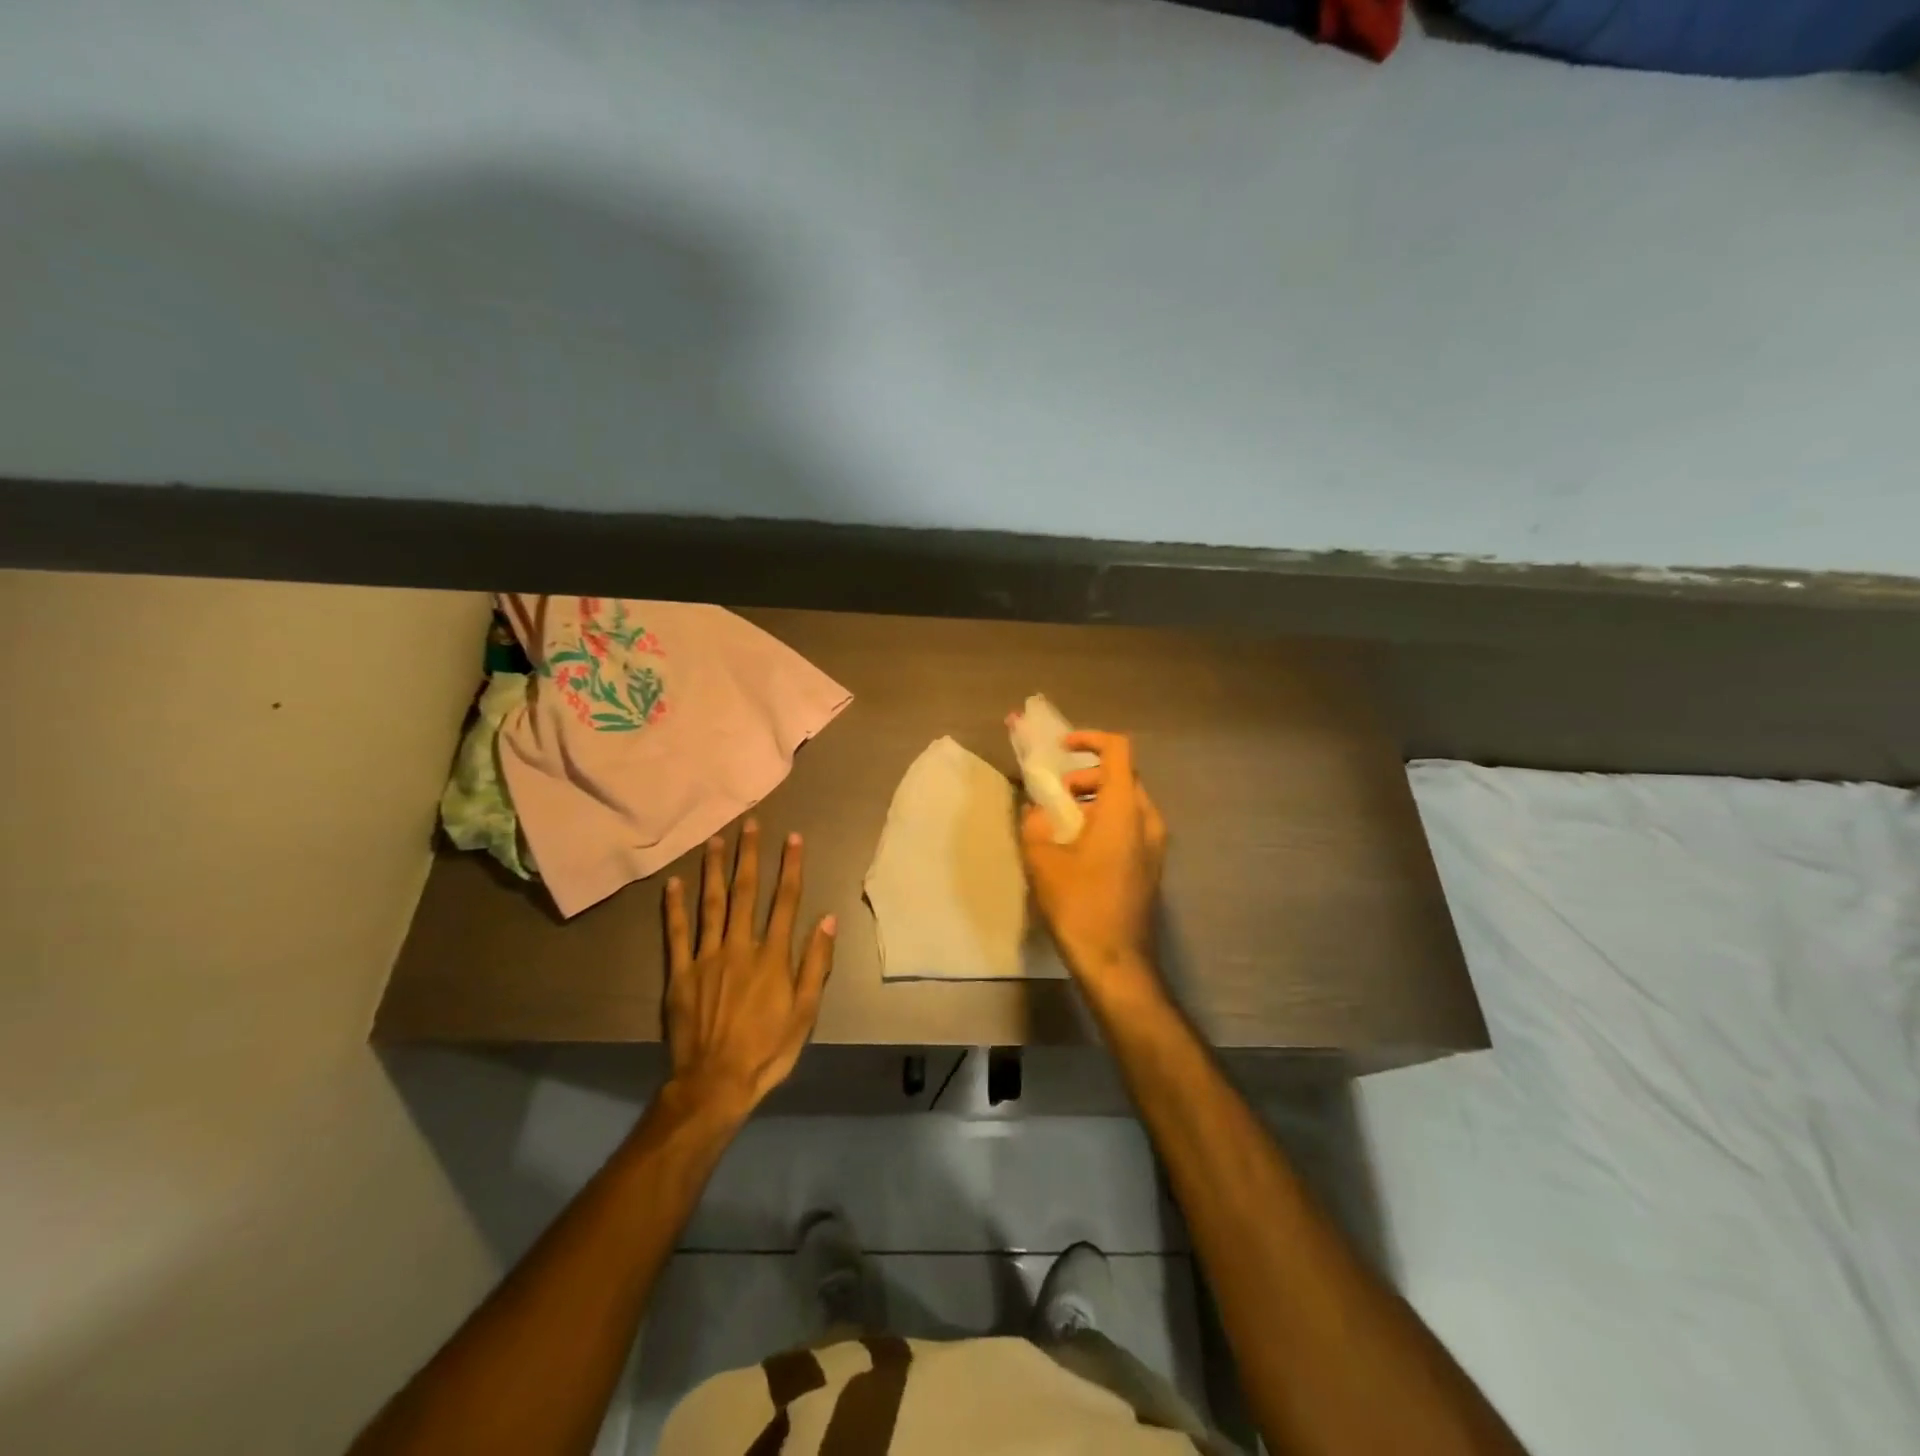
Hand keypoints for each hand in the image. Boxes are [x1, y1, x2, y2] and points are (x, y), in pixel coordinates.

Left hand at [663, 820, 836, 1115]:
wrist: (715, 1083)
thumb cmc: (767, 1049)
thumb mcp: (805, 1012)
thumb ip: (816, 963)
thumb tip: (829, 920)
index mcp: (773, 956)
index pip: (785, 901)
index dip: (790, 867)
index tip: (793, 838)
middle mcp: (740, 947)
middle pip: (745, 893)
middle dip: (749, 856)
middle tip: (749, 824)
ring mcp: (707, 958)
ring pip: (711, 904)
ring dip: (714, 870)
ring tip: (715, 840)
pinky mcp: (680, 973)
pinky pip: (677, 934)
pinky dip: (675, 907)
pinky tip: (674, 882)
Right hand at [1019, 730, 1167, 984]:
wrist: (1117, 962)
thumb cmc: (1080, 906)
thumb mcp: (1042, 861)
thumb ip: (1035, 825)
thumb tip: (1036, 812)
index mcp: (1124, 810)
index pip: (1118, 750)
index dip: (1090, 739)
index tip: (1062, 749)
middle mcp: (1148, 820)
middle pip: (1122, 776)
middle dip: (1086, 776)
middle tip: (1056, 796)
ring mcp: (1156, 845)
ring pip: (1127, 802)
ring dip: (1095, 800)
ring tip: (1063, 824)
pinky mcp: (1152, 865)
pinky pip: (1131, 826)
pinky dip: (1106, 821)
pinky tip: (1080, 849)